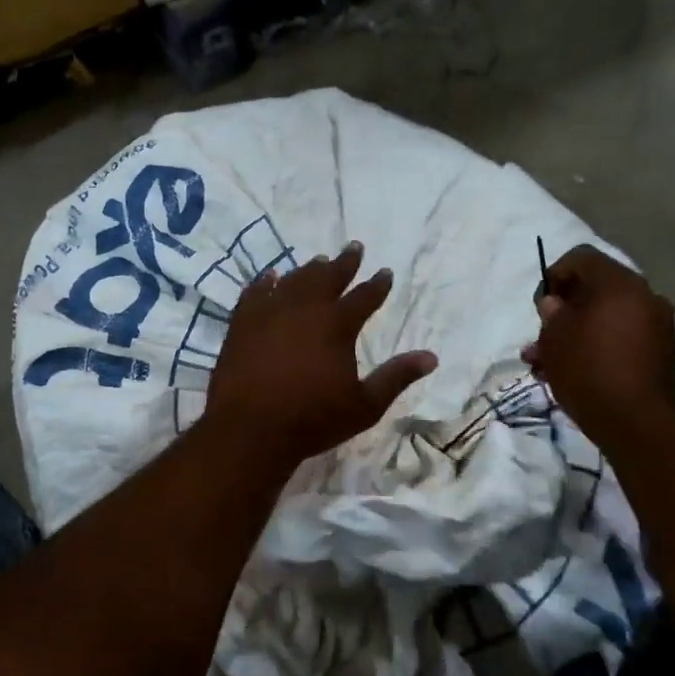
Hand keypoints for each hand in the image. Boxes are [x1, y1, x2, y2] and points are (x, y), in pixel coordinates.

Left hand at [205, 242, 436, 469]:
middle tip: (354, 247)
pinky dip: (266, 282)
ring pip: (294, 280)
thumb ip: (396, 377)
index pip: (364, 297)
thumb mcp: (364, 405)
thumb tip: (432, 357)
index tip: (385, 272)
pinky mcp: (242, 323)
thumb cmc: (312, 419)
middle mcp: (306, 309)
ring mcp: (270, 312)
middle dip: (344, 262)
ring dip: (308, 270)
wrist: (250, 428)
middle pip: (328, 277)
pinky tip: (270, 277)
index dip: (377, 284)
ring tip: (318, 261)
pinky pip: (256, 292)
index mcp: (338, 325)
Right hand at [525, 245, 674, 446]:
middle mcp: (644, 297)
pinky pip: (620, 337)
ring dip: (575, 333)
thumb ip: (552, 313)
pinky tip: (572, 372)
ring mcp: (656, 326)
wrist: (636, 424)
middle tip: (541, 336)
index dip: (554, 275)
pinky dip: (596, 346)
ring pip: (605, 318)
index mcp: (619, 284)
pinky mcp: (659, 353)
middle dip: (563, 311)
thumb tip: (556, 304)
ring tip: (546, 362)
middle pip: (595, 289)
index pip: (581, 258)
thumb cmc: (588, 370)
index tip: (540, 305)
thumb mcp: (555, 338)